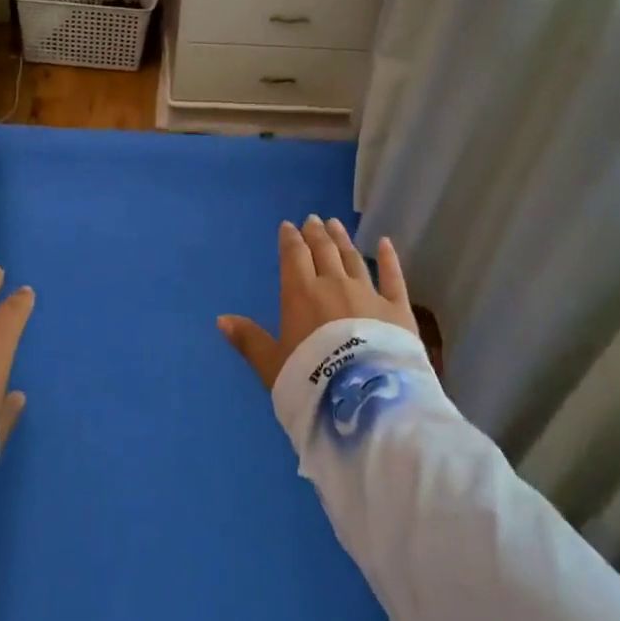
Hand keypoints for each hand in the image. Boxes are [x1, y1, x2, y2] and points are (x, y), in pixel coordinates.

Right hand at [218, 216, 417, 388]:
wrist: (365, 400)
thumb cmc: (312, 382)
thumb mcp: (272, 366)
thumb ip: (249, 340)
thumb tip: (221, 319)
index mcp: (301, 294)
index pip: (294, 256)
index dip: (290, 239)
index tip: (289, 226)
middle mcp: (334, 284)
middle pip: (324, 251)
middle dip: (316, 234)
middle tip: (313, 220)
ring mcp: (368, 294)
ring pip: (353, 258)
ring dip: (343, 240)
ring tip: (336, 224)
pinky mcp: (398, 309)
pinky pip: (393, 277)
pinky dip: (389, 258)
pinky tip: (385, 242)